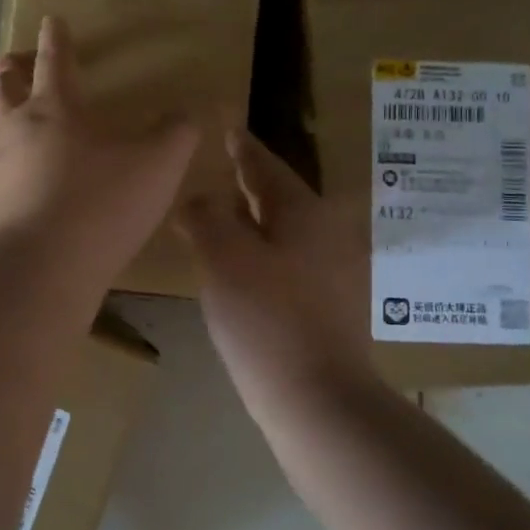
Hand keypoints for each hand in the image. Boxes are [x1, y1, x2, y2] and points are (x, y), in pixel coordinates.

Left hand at [0, 17, 198, 293]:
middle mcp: (9, 133)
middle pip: (1, 91)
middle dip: (7, 73)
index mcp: (54, 112)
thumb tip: (188, 112)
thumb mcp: (157, 168)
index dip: (55, 39)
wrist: (35, 270)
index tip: (50, 20)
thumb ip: (176, 135)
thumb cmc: (100, 208)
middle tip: (6, 65)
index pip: (55, 62)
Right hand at [180, 129, 378, 396]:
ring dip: (251, 220)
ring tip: (219, 215)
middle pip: (279, 198)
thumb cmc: (266, 319)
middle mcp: (326, 235)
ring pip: (283, 232)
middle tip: (221, 167)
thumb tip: (198, 199)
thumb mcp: (223, 258)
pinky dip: (258, 253)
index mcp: (304, 213)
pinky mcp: (326, 308)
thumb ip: (206, 216)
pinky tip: (237, 268)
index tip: (228, 129)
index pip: (266, 167)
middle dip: (248, 183)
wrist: (316, 399)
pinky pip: (286, 262)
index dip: (243, 148)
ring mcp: (331, 274)